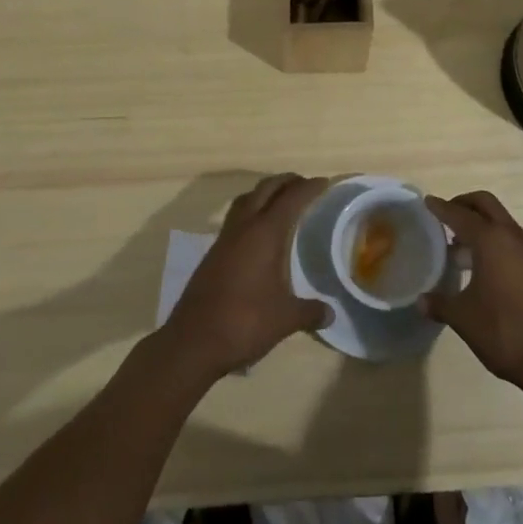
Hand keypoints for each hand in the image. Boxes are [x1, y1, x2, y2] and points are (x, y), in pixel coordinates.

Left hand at [162, 174, 331, 380]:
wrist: (192, 342)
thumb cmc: (244, 322)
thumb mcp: (284, 319)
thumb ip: (310, 311)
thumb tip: (330, 313)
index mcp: (264, 234)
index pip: (291, 199)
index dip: (309, 187)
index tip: (324, 182)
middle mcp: (243, 227)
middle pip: (265, 189)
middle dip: (286, 181)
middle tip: (304, 184)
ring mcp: (224, 239)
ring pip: (246, 200)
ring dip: (264, 192)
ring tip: (280, 200)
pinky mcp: (213, 253)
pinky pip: (235, 218)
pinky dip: (250, 212)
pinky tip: (258, 233)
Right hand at [421, 191, 522, 395]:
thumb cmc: (504, 333)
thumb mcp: (464, 319)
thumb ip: (440, 304)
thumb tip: (421, 300)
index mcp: (491, 240)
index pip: (460, 215)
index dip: (441, 208)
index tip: (427, 202)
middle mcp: (512, 236)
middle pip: (485, 204)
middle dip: (464, 204)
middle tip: (445, 217)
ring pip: (502, 221)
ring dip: (481, 224)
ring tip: (460, 247)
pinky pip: (513, 240)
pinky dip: (496, 241)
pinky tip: (485, 268)